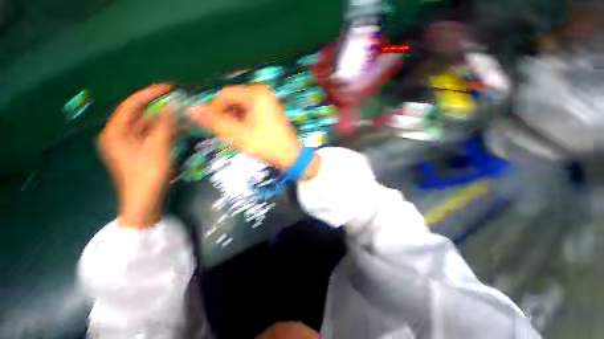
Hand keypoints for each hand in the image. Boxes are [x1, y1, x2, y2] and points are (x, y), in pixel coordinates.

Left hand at [98, 84, 174, 228]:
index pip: (132, 105)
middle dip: (160, 108)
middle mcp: (119, 135)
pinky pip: (152, 135)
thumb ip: (165, 125)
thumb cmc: (148, 176)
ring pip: (148, 126)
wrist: (145, 202)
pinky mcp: (139, 151)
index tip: (168, 88)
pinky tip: (179, 129)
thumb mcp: (158, 148)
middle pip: (140, 115)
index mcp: (115, 133)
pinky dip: (165, 132)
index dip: (150, 94)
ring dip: (166, 121)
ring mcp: (129, 144)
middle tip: (178, 102)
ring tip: (182, 115)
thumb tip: (173, 105)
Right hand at [187, 85, 319, 178]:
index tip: (210, 125)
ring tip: (236, 135)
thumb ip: (214, 121)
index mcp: (256, 94)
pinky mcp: (271, 112)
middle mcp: (263, 94)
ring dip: (235, 120)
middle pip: (234, 101)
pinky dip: (245, 122)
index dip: (214, 109)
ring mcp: (269, 103)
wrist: (290, 156)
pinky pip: (252, 113)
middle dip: (226, 116)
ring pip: (242, 108)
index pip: (225, 95)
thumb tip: (191, 109)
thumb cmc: (265, 145)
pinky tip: (246, 134)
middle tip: (225, 133)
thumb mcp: (238, 134)